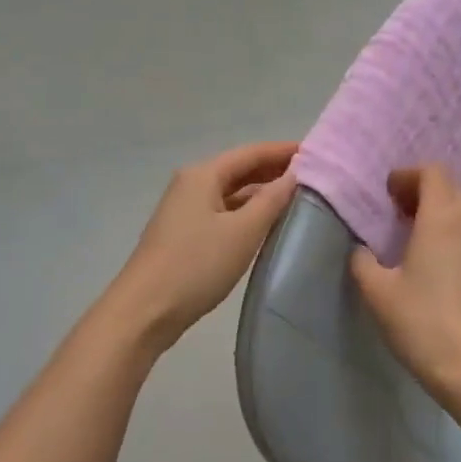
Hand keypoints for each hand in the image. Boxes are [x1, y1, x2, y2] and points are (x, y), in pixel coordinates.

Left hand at [111, 141, 299, 349]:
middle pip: (239, 169)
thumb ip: (272, 200)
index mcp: (203, 175)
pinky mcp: (184, 235)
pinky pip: (223, 212)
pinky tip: (266, 224)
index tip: (316, 152)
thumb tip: (295, 174)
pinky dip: (246, 212)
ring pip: (231, 193)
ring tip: (297, 198)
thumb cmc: (196, 265)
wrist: (145, 310)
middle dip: (273, 170)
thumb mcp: (243, 231)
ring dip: (261, 192)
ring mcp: (185, 210)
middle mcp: (191, 184)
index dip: (283, 151)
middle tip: (312, 175)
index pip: (251, 152)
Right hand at [350, 165, 460, 392]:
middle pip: (449, 186)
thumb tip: (362, 250)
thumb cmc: (419, 320)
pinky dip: (445, 231)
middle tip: (392, 209)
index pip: (433, 172)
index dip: (407, 175)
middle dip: (420, 189)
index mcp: (440, 220)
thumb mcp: (376, 290)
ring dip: (433, 210)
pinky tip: (425, 259)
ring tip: (406, 233)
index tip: (385, 194)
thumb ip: (362, 260)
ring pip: (459, 210)